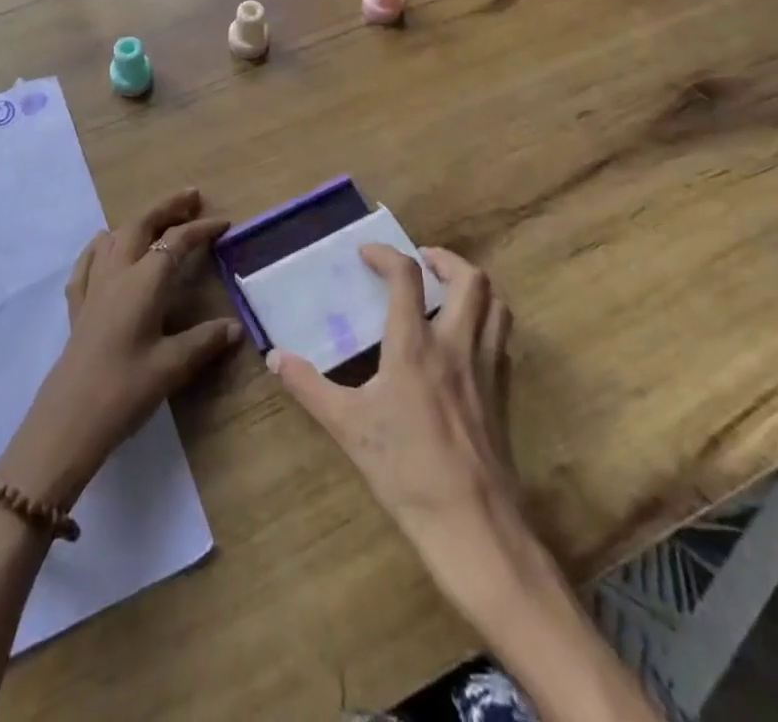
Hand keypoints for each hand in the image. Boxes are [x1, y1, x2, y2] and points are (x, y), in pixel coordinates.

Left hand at [0, 190, 242, 510]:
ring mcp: (93, 287)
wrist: (69, 419)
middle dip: (167, 207)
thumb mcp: (172, 366)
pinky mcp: (77, 306)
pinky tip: (103, 246)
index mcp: (143, 282)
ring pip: (114, 237)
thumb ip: (204, 341)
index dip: (201, 229)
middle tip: (191, 198)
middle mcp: (117, 273)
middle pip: (141, 225)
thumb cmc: (125, 389)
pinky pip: (87, 262)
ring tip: (155, 220)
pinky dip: (101, 246)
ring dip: (137, 222)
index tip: (224, 223)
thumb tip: (235, 327)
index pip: (176, 242)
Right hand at [269, 246, 527, 574]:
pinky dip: (486, 323)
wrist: (472, 524)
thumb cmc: (405, 469)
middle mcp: (456, 344)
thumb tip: (274, 357)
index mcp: (415, 345)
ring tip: (447, 291)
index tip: (367, 253)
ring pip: (496, 306)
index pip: (406, 277)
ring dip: (473, 287)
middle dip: (445, 260)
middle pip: (470, 279)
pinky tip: (464, 341)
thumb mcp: (346, 426)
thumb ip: (308, 386)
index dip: (386, 255)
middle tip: (422, 262)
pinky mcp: (503, 393)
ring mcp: (486, 368)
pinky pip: (501, 340)